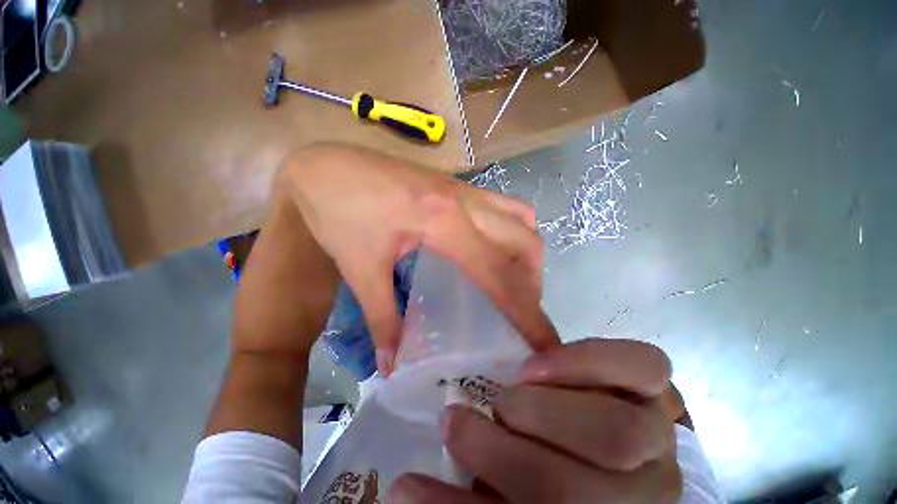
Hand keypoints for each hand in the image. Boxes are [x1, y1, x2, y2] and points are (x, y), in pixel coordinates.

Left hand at [275, 144, 558, 373]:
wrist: (324, 165)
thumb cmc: (339, 213)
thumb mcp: (361, 268)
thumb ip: (382, 318)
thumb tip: (391, 366)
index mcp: (444, 223)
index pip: (497, 273)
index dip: (526, 312)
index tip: (546, 343)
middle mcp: (466, 202)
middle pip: (524, 242)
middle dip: (532, 282)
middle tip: (519, 310)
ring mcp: (464, 189)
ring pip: (520, 218)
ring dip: (525, 253)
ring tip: (512, 281)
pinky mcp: (456, 185)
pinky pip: (503, 205)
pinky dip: (511, 230)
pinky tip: (493, 247)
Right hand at [389, 339, 682, 503]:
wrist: (592, 420)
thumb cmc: (550, 456)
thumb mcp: (508, 481)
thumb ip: (468, 489)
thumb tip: (403, 488)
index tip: (415, 483)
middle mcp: (644, 492)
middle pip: (577, 493)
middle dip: (505, 458)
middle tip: (458, 420)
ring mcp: (659, 435)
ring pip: (616, 432)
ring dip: (544, 411)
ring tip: (505, 393)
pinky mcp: (658, 388)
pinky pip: (642, 369)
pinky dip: (585, 361)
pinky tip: (540, 365)